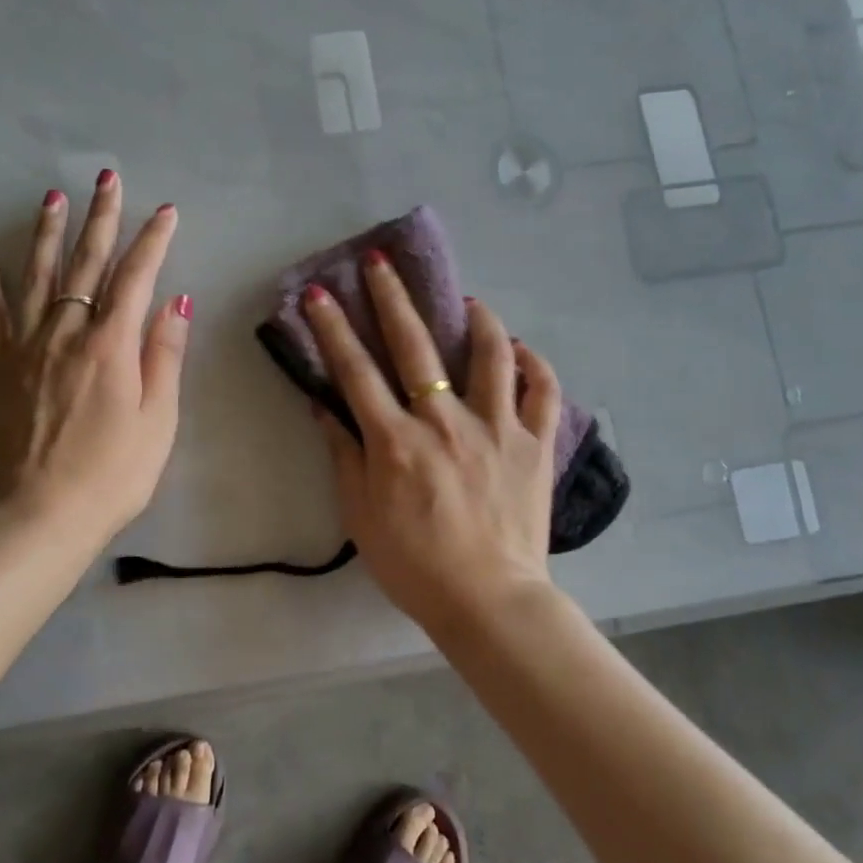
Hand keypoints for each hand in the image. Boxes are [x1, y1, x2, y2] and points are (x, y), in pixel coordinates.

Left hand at [0, 173, 189, 544]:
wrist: (39, 517)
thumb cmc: (113, 475)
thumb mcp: (158, 420)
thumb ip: (164, 355)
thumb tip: (176, 299)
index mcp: (111, 346)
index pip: (136, 278)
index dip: (153, 241)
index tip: (165, 211)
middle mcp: (65, 333)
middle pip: (85, 264)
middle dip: (100, 219)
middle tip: (107, 179)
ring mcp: (22, 347)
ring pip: (36, 276)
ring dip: (47, 233)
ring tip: (53, 197)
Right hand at [301, 252, 561, 628]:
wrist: (488, 601)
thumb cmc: (415, 565)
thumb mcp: (361, 516)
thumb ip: (344, 456)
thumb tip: (324, 406)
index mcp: (397, 442)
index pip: (356, 373)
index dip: (333, 330)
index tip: (319, 294)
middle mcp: (445, 423)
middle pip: (415, 347)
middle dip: (392, 298)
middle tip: (381, 262)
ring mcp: (497, 429)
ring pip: (490, 355)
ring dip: (477, 319)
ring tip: (467, 300)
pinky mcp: (536, 443)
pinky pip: (542, 390)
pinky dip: (532, 363)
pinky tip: (519, 350)